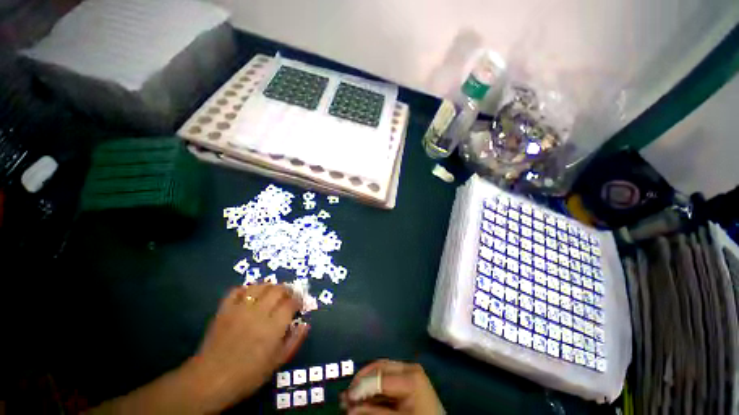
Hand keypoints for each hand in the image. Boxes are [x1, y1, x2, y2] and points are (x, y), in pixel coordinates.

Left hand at [186, 284, 308, 411]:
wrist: (210, 380)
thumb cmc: (248, 375)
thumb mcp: (277, 362)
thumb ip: (294, 341)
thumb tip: (306, 324)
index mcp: (273, 327)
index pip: (291, 303)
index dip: (298, 300)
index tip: (299, 304)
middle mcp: (259, 313)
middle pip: (278, 290)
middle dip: (287, 290)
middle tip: (288, 296)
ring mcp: (240, 309)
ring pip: (260, 286)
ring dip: (270, 286)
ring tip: (272, 293)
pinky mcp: (224, 309)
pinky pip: (237, 290)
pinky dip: (246, 289)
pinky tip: (251, 294)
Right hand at [341, 360, 443, 414]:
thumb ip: (375, 413)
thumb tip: (350, 409)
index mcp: (410, 377)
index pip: (380, 377)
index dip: (361, 387)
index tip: (346, 399)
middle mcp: (409, 368)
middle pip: (379, 368)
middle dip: (361, 381)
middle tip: (345, 396)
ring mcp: (409, 371)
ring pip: (380, 372)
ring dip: (365, 385)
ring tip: (350, 398)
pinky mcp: (407, 378)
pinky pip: (386, 379)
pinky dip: (374, 389)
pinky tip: (363, 398)